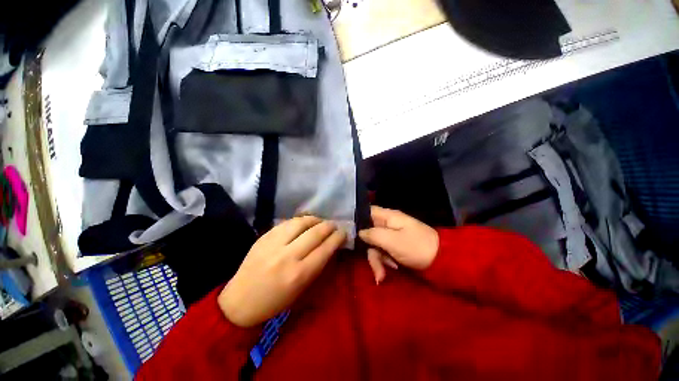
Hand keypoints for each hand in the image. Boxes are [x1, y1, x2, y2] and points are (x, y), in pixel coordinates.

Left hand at [218, 216, 345, 326]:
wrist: (239, 301)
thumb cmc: (274, 302)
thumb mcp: (301, 290)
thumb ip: (316, 266)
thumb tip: (329, 247)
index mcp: (299, 274)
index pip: (325, 248)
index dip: (337, 238)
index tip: (343, 233)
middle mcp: (288, 255)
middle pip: (315, 232)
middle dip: (329, 226)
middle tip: (334, 225)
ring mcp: (274, 243)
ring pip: (300, 222)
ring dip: (314, 219)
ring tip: (320, 221)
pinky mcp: (264, 237)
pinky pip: (286, 222)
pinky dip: (299, 221)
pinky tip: (303, 222)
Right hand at [359, 206, 438, 283]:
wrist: (442, 261)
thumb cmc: (416, 247)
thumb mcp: (392, 240)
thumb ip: (373, 234)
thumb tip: (359, 232)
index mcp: (388, 216)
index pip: (367, 211)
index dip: (357, 220)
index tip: (349, 233)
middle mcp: (388, 224)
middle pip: (369, 233)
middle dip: (371, 251)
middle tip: (376, 267)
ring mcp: (392, 236)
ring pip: (375, 245)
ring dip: (378, 260)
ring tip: (384, 274)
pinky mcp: (395, 246)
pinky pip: (384, 252)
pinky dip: (385, 262)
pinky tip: (391, 269)